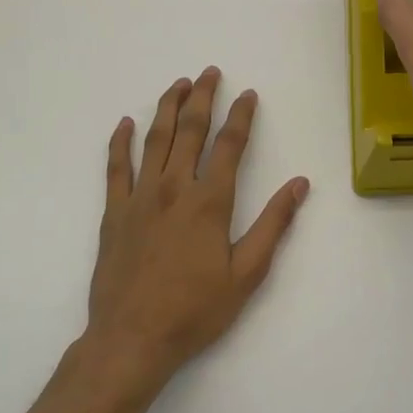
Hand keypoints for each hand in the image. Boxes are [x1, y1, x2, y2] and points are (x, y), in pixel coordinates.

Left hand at [79, 68, 308, 401]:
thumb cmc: (195, 309)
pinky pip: (115, 168)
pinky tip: (125, 123)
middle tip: (210, 72)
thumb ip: (273, 224)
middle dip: (203, 97)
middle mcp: (173, 188)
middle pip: (190, 130)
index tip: (248, 94)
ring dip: (167, 108)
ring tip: (178, 84)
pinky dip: (119, 142)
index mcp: (209, 201)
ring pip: (155, 140)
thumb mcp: (247, 273)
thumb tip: (299, 184)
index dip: (241, 116)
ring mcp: (139, 198)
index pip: (229, 145)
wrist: (131, 340)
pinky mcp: (114, 213)